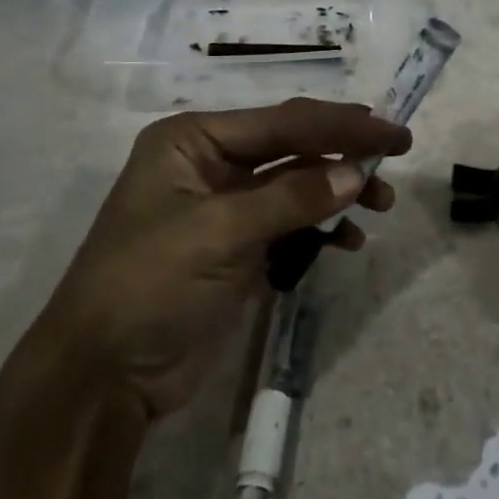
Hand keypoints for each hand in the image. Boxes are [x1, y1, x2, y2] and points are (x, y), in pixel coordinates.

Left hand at [37, 98, 408, 419]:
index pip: (282, 122)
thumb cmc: (148, 284)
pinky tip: (348, 242)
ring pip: (297, 185)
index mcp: (194, 140)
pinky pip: (291, 224)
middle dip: (343, 153)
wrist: (102, 377)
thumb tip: (357, 173)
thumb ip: (291, 198)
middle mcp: (210, 163)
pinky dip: (321, 228)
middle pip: (292, 147)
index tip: (392, 131)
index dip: (341, 125)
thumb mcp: (218, 233)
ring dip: (338, 192)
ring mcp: (225, 207)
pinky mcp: (238, 248)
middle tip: (396, 157)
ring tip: (380, 205)